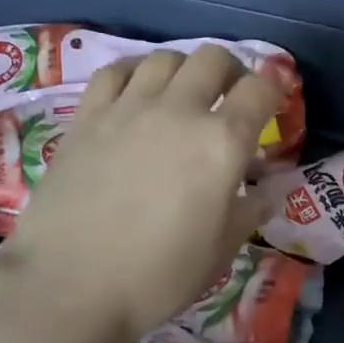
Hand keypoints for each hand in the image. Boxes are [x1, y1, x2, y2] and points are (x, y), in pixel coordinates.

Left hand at [0, 46, 283, 342]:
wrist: (69, 284)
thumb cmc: (158, 276)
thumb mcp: (220, 252)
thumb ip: (249, 211)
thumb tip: (269, 190)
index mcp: (222, 143)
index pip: (260, 90)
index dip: (274, 90)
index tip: (273, 104)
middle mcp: (179, 111)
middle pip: (214, 59)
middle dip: (232, 71)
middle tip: (231, 98)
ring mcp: (128, 108)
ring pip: (165, 58)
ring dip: (185, 69)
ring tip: (184, 95)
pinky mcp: (87, 116)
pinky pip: (115, 71)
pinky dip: (135, 72)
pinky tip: (136, 92)